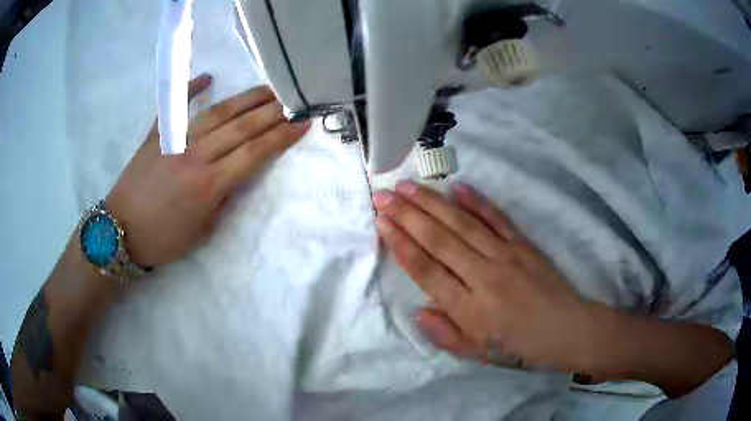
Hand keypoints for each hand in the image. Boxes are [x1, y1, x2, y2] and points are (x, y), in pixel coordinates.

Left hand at [106, 74, 309, 266]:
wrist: (120, 232)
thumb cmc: (163, 240)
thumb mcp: (201, 233)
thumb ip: (224, 200)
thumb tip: (238, 175)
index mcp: (209, 185)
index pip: (255, 153)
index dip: (282, 137)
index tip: (302, 124)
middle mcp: (196, 156)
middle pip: (241, 127)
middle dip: (271, 112)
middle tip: (292, 99)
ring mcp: (175, 141)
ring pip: (217, 112)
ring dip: (245, 99)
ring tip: (267, 89)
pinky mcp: (156, 135)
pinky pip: (176, 106)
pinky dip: (191, 89)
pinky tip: (207, 77)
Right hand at [373, 181, 595, 371]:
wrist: (568, 331)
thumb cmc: (521, 348)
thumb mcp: (479, 355)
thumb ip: (445, 336)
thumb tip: (418, 311)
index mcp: (470, 310)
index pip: (427, 271)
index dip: (401, 245)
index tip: (382, 223)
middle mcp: (485, 277)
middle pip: (439, 240)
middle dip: (408, 216)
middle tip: (383, 196)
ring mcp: (506, 256)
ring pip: (462, 224)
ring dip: (432, 203)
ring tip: (407, 187)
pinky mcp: (524, 245)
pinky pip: (497, 219)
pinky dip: (477, 202)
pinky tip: (458, 188)